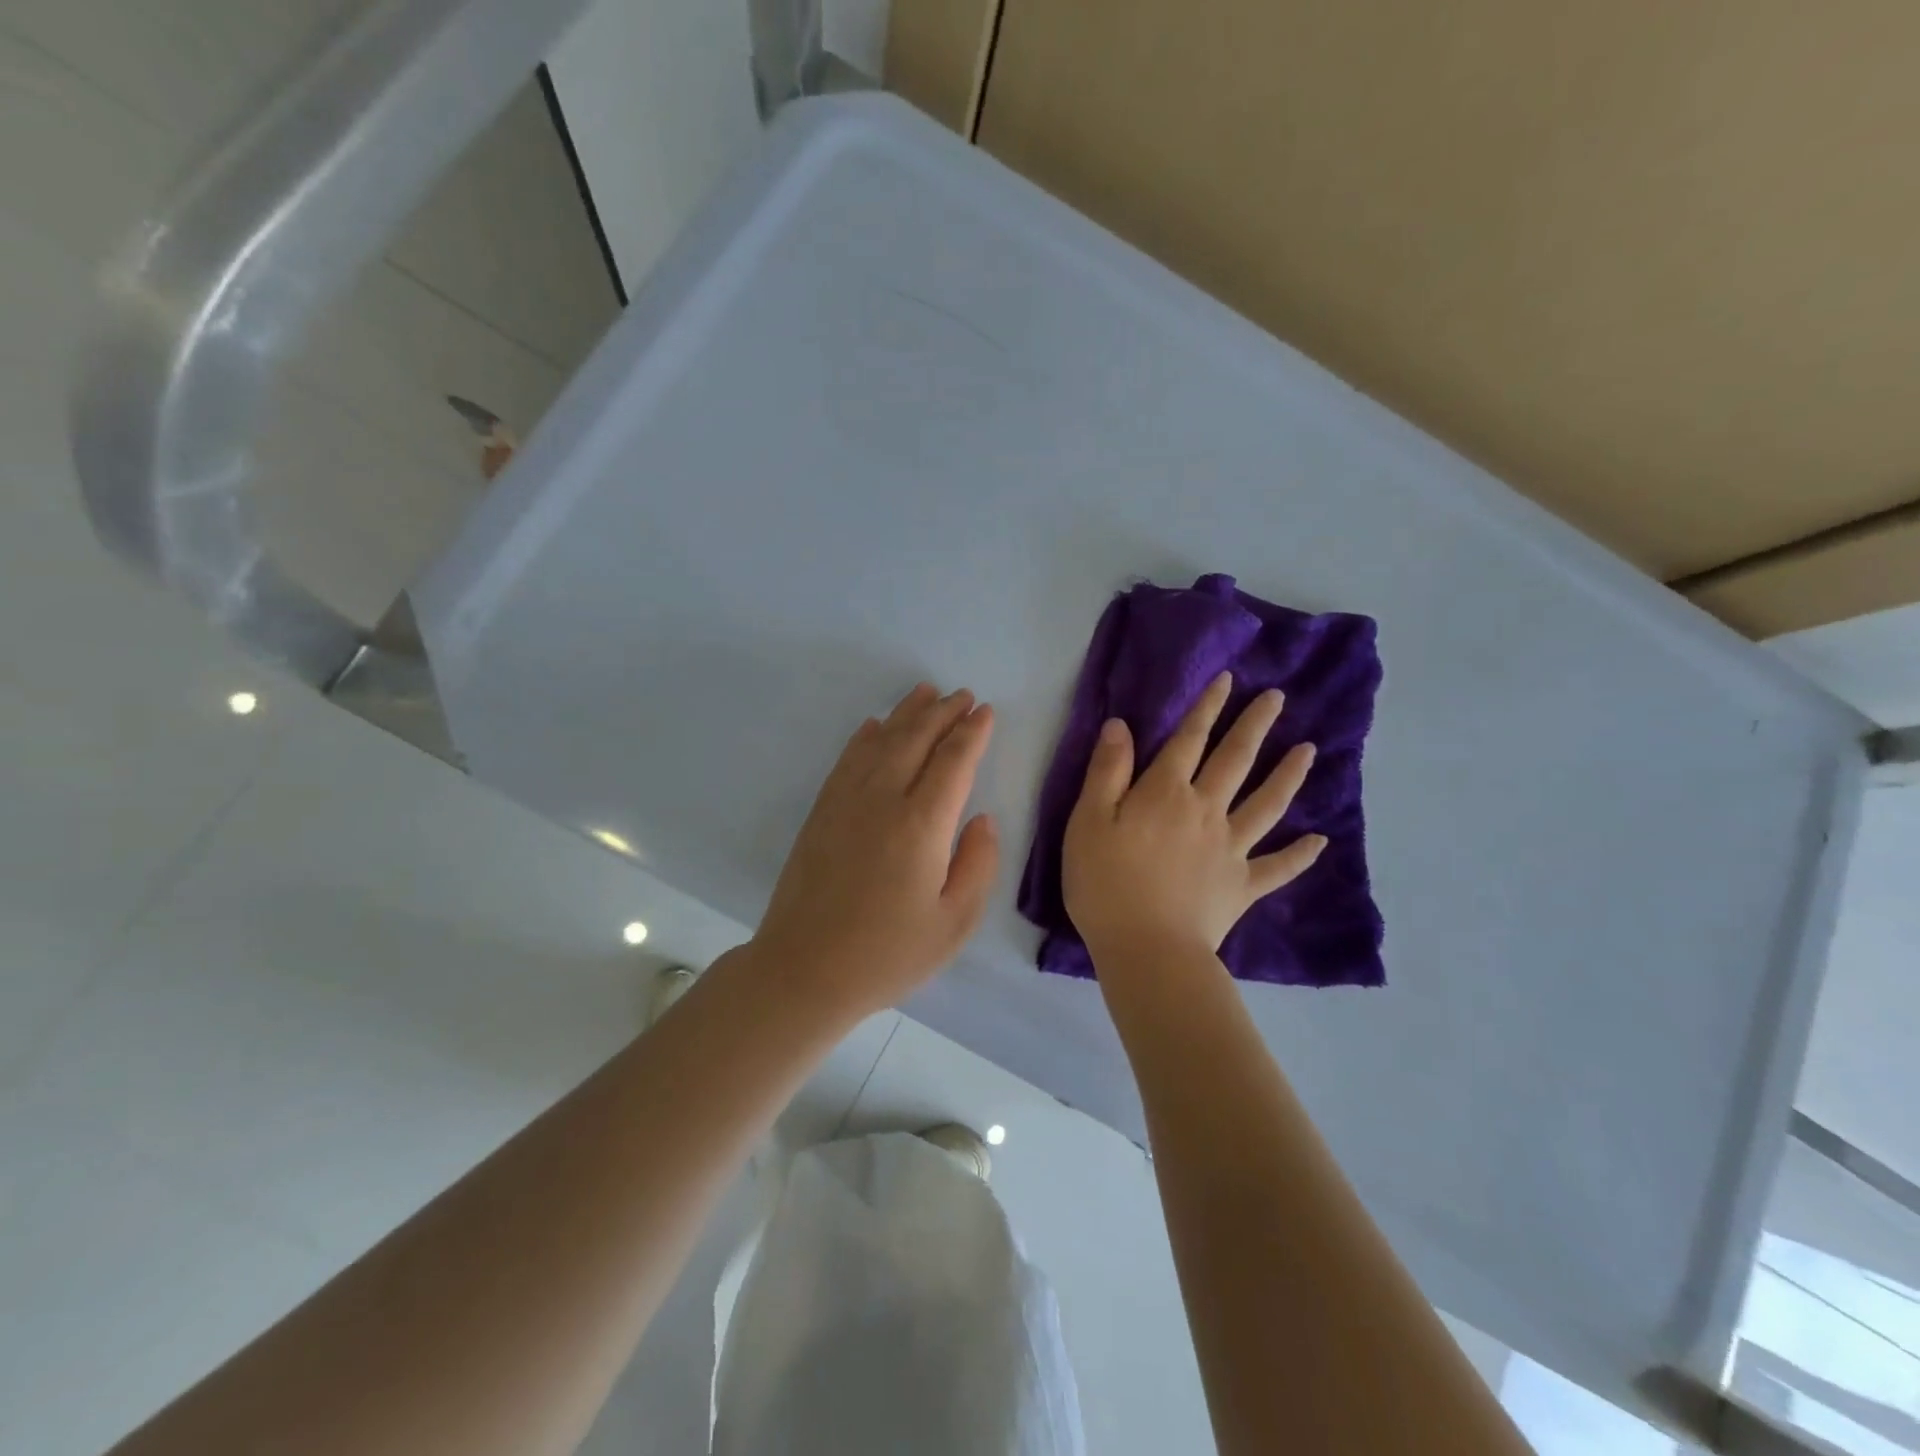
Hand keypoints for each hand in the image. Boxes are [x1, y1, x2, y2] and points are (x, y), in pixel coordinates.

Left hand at [753, 683, 999, 1021]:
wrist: (804, 970)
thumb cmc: (887, 955)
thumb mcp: (953, 923)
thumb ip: (978, 865)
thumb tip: (982, 819)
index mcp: (922, 825)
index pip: (953, 762)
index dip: (971, 733)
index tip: (985, 712)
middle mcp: (883, 800)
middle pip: (916, 739)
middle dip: (943, 713)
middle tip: (962, 696)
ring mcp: (846, 802)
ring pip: (881, 741)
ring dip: (906, 713)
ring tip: (926, 692)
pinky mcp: (821, 812)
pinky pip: (847, 760)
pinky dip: (865, 737)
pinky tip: (874, 726)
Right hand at [1062, 671, 1325, 961]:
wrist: (1146, 949)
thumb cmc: (1105, 883)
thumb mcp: (1087, 821)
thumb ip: (1107, 772)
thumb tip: (1121, 725)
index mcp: (1165, 793)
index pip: (1189, 739)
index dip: (1207, 707)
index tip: (1228, 679)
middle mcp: (1205, 811)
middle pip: (1235, 761)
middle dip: (1255, 726)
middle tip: (1277, 698)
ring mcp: (1230, 849)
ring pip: (1266, 804)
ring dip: (1288, 775)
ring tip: (1309, 751)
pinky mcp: (1242, 886)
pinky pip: (1278, 867)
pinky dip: (1300, 854)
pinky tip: (1320, 841)